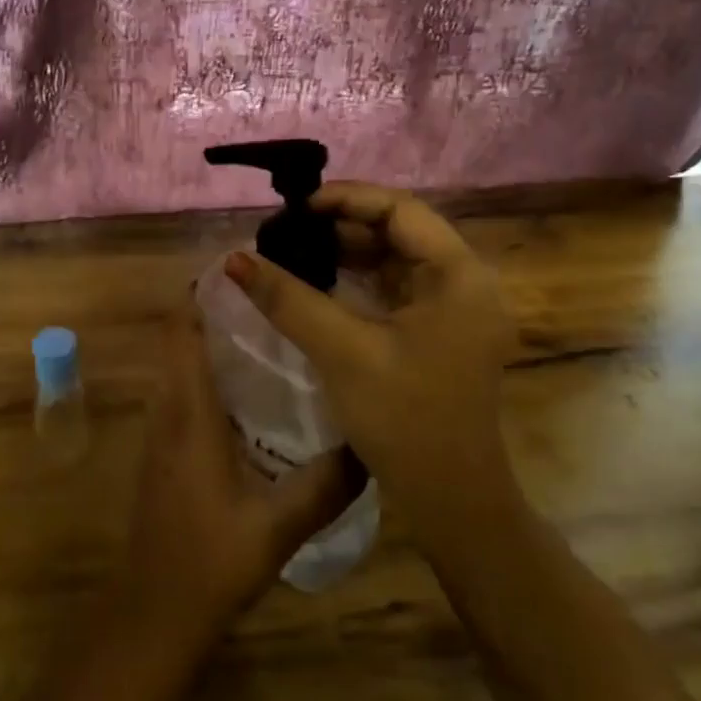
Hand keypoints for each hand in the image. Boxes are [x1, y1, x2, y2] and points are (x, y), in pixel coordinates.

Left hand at [117, 316, 360, 639]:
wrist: (154, 612)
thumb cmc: (209, 561)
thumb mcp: (278, 525)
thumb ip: (326, 484)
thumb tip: (370, 444)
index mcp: (189, 412)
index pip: (181, 330)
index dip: (202, 292)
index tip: (245, 269)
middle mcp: (169, 409)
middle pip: (182, 338)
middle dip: (218, 309)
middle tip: (275, 296)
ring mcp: (162, 430)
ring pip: (182, 363)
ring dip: (214, 339)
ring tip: (272, 330)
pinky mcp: (166, 449)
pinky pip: (185, 390)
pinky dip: (211, 371)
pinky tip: (255, 389)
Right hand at [224, 183, 520, 527]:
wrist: (451, 502)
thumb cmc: (404, 420)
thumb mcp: (342, 352)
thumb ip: (287, 299)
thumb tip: (234, 259)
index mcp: (460, 276)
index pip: (401, 209)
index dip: (347, 199)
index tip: (296, 208)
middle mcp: (466, 282)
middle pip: (400, 230)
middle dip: (343, 225)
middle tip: (290, 228)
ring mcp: (456, 308)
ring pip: (396, 258)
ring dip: (349, 251)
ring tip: (297, 248)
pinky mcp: (441, 331)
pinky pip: (397, 287)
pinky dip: (360, 279)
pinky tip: (321, 281)